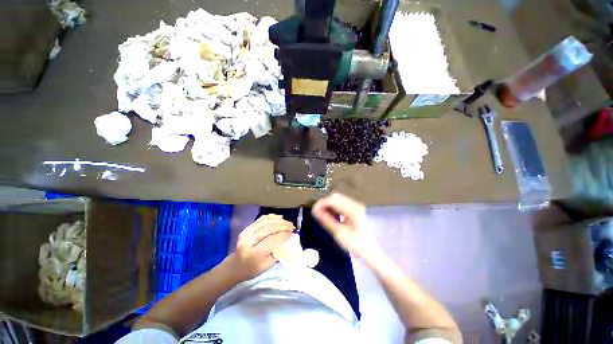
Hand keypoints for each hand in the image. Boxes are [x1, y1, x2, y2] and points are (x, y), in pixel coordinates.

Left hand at [229, 214, 293, 280]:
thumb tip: (288, 239)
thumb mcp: (267, 266)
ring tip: (287, 222)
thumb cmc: (252, 269)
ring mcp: (246, 233)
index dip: (283, 235)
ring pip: (265, 222)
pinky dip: (272, 217)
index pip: (271, 240)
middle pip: (269, 229)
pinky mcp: (246, 228)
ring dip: (278, 220)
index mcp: (253, 254)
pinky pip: (261, 219)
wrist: (235, 266)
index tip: (292, 233)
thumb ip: (277, 252)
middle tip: (292, 226)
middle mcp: (248, 241)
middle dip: (283, 226)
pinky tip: (279, 218)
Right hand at [312, 193, 377, 258]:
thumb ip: (327, 221)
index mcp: (352, 209)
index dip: (321, 203)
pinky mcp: (357, 209)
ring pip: (339, 199)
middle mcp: (355, 204)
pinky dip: (335, 208)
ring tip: (323, 215)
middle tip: (317, 213)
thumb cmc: (358, 245)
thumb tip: (316, 212)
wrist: (374, 250)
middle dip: (324, 203)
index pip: (333, 199)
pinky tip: (332, 215)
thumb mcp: (340, 234)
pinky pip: (343, 204)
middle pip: (336, 197)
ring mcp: (357, 206)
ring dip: (329, 205)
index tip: (313, 211)